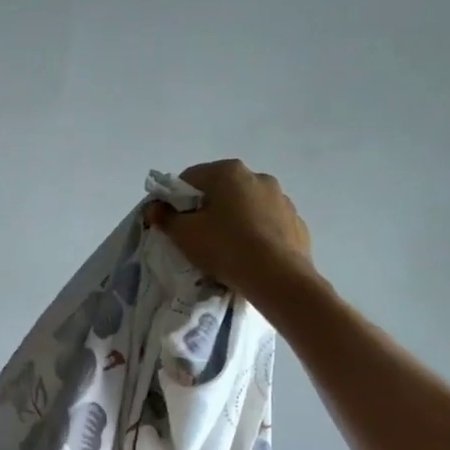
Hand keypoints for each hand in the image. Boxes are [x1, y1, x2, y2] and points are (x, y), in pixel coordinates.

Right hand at [146, 159, 313, 300]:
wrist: (278, 278)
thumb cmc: (225, 248)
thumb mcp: (185, 235)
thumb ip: (166, 218)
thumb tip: (154, 208)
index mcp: (228, 172)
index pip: (191, 177)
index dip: (176, 199)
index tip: (172, 222)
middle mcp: (258, 177)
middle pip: (221, 190)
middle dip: (207, 209)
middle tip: (197, 237)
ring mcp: (282, 199)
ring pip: (247, 206)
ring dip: (234, 220)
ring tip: (226, 250)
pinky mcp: (296, 222)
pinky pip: (267, 225)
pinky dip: (256, 234)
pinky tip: (250, 257)